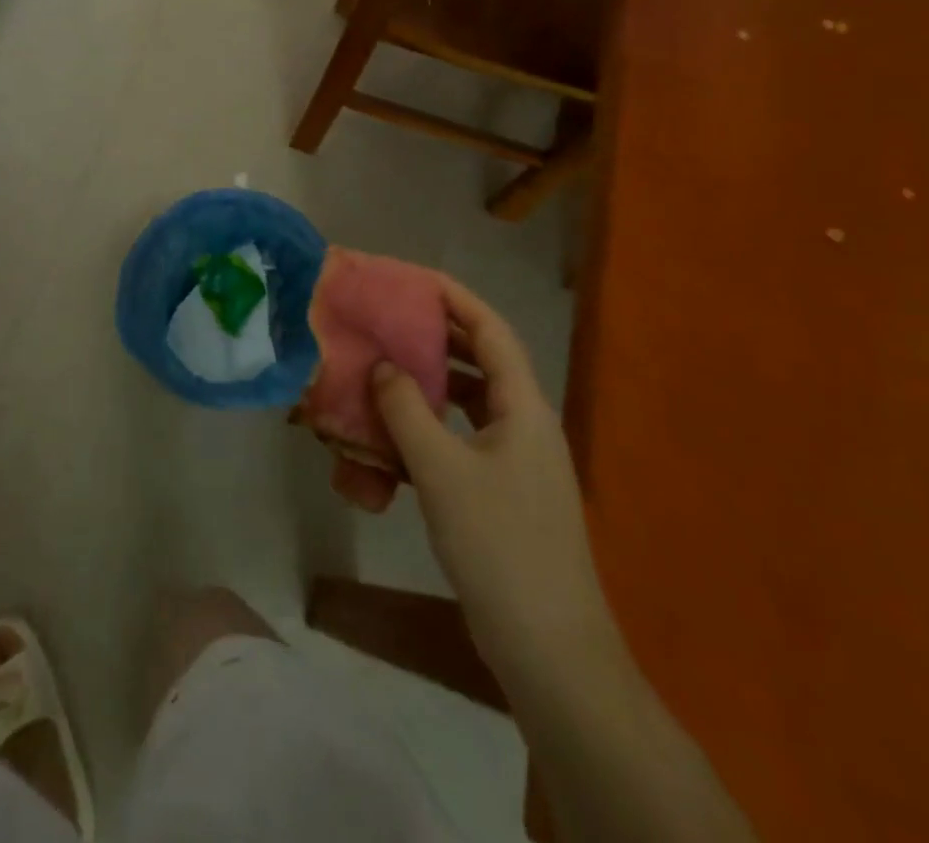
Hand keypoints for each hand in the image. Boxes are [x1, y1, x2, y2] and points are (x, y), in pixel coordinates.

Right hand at [368, 278, 619, 685]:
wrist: (549, 650)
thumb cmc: (500, 545)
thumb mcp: (443, 471)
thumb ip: (407, 410)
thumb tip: (382, 364)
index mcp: (524, 409)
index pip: (491, 332)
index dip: (454, 298)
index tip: (411, 278)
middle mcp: (523, 426)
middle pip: (479, 362)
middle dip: (433, 336)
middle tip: (385, 318)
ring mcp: (513, 462)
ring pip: (465, 403)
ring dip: (425, 384)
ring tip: (379, 368)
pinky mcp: (499, 493)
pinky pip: (457, 441)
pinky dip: (425, 428)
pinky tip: (388, 436)